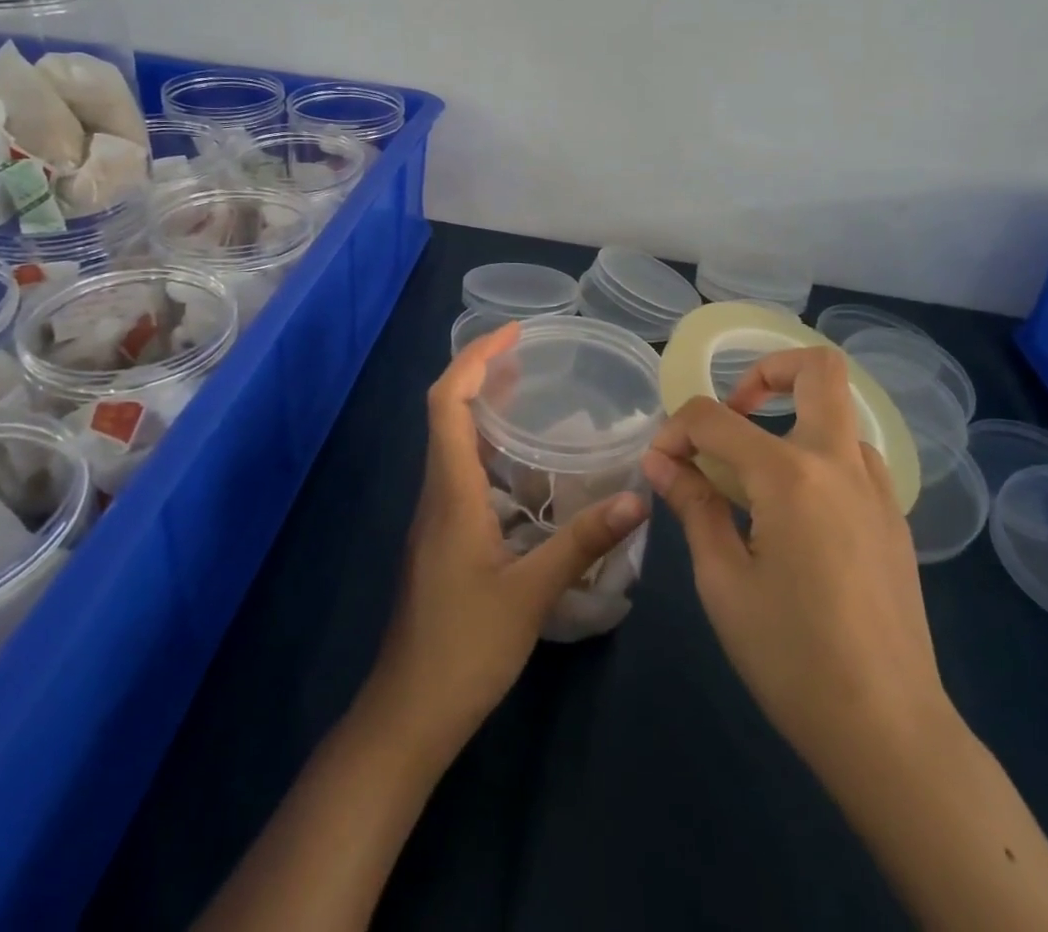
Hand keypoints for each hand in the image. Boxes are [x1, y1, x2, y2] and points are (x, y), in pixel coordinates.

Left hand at [369, 321, 648, 757]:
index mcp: (451, 491)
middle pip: (449, 413)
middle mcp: (438, 492)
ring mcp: (438, 517)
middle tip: (532, 357)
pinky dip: (495, 457)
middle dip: (484, 375)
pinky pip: (467, 477)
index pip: (448, 402)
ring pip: (457, 446)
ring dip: (490, 415)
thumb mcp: (531, 593)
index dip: (474, 359)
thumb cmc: (463, 648)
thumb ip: (583, 542)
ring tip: (537, 402)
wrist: (408, 713)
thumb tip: (639, 499)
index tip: (512, 333)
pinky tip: (533, 476)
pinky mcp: (445, 539)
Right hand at [642, 347, 951, 770]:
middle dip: (766, 370)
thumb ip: (692, 505)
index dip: (676, 429)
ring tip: (757, 473)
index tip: (662, 463)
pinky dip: (816, 457)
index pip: (714, 418)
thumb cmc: (791, 658)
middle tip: (734, 412)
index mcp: (789, 475)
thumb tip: (660, 459)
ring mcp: (876, 488)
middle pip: (817, 368)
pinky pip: (853, 457)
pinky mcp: (894, 518)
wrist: (890, 731)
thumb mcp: (722, 581)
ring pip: (838, 413)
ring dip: (793, 419)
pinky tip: (795, 513)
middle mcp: (839, 463)